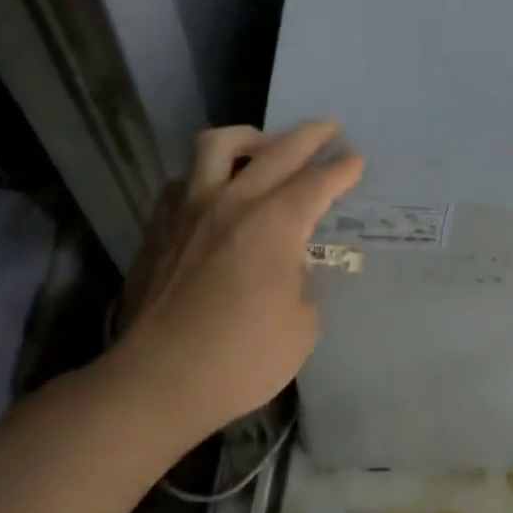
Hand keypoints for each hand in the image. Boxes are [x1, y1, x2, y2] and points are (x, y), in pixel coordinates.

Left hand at [104, 121, 363, 439]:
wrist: (157, 381)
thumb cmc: (241, 359)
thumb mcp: (302, 325)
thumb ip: (302, 282)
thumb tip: (288, 266)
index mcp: (275, 224)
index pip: (318, 182)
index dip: (342, 169)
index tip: (356, 159)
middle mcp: (234, 202)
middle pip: (278, 150)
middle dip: (311, 136)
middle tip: (329, 131)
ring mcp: (190, 209)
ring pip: (219, 145)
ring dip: (250, 138)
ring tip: (264, 146)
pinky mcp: (160, 227)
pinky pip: (186, 179)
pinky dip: (208, 174)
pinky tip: (217, 192)